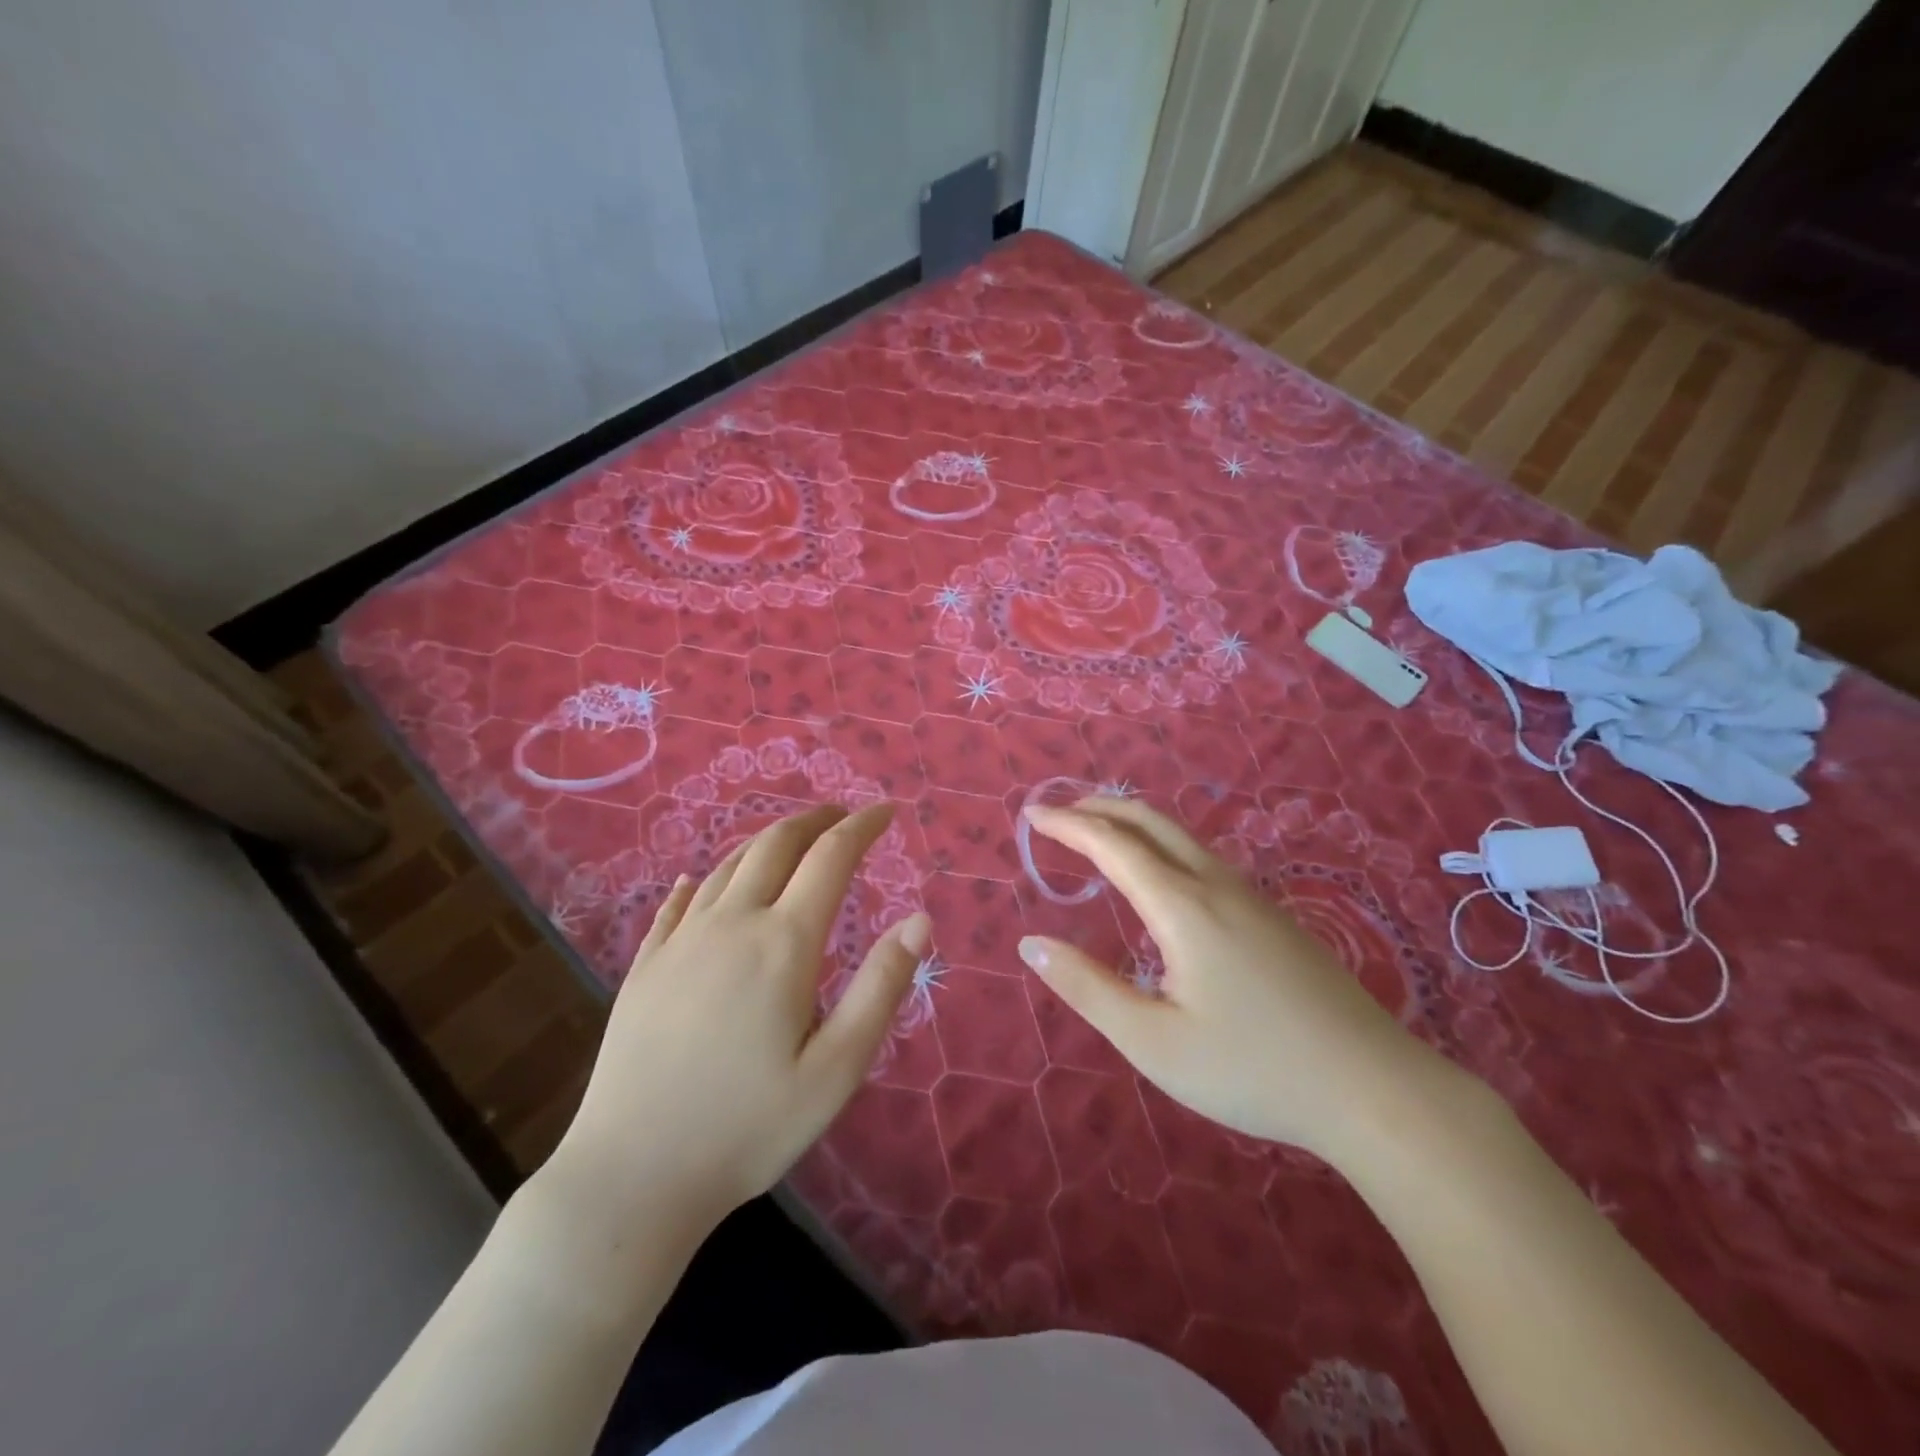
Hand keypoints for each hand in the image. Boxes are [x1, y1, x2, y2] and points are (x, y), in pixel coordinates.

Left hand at [548, 804, 926, 1228]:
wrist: (632, 1176)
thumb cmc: (748, 1127)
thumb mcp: (837, 1068)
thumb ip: (881, 987)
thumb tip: (919, 920)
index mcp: (783, 943)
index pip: (831, 858)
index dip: (862, 826)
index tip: (886, 811)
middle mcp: (731, 923)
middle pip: (776, 844)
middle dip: (814, 819)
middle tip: (841, 815)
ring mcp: (681, 940)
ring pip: (729, 865)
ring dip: (766, 841)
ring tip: (791, 841)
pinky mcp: (645, 965)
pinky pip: (679, 902)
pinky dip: (705, 879)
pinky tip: (702, 881)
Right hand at [1019, 798, 1454, 1164]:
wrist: (1374, 1088)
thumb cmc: (1252, 1069)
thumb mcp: (1153, 1041)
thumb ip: (1088, 988)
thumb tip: (1032, 945)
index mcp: (1182, 906)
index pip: (1112, 845)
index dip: (1068, 825)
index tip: (1032, 816)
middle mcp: (1216, 884)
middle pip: (1151, 821)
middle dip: (1100, 808)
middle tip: (1060, 813)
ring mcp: (1251, 896)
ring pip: (1181, 836)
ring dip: (1133, 824)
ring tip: (1100, 836)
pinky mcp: (1272, 915)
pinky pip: (1203, 858)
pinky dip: (1162, 845)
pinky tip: (1161, 878)